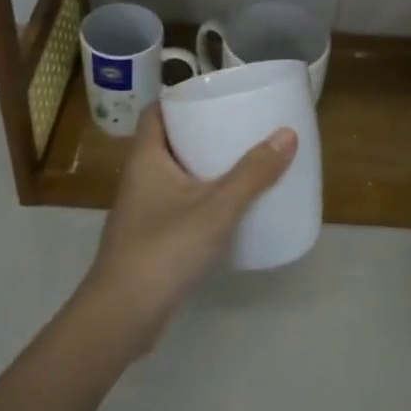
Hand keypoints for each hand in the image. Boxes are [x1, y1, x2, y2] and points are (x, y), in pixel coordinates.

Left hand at [78, 103, 296, 347]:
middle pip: (170, 139)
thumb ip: (252, 174)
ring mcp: (143, 207)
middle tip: (240, 124)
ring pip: (175, 172)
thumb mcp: (216, 208)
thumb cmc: (163, 249)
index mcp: (146, 157)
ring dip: (203, 164)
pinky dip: (201, 194)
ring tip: (242, 158)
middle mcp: (140, 175)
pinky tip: (229, 205)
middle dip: (201, 130)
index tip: (217, 94)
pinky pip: (179, 200)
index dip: (183, 98)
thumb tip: (287, 134)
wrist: (123, 315)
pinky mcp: (151, 235)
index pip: (157, 111)